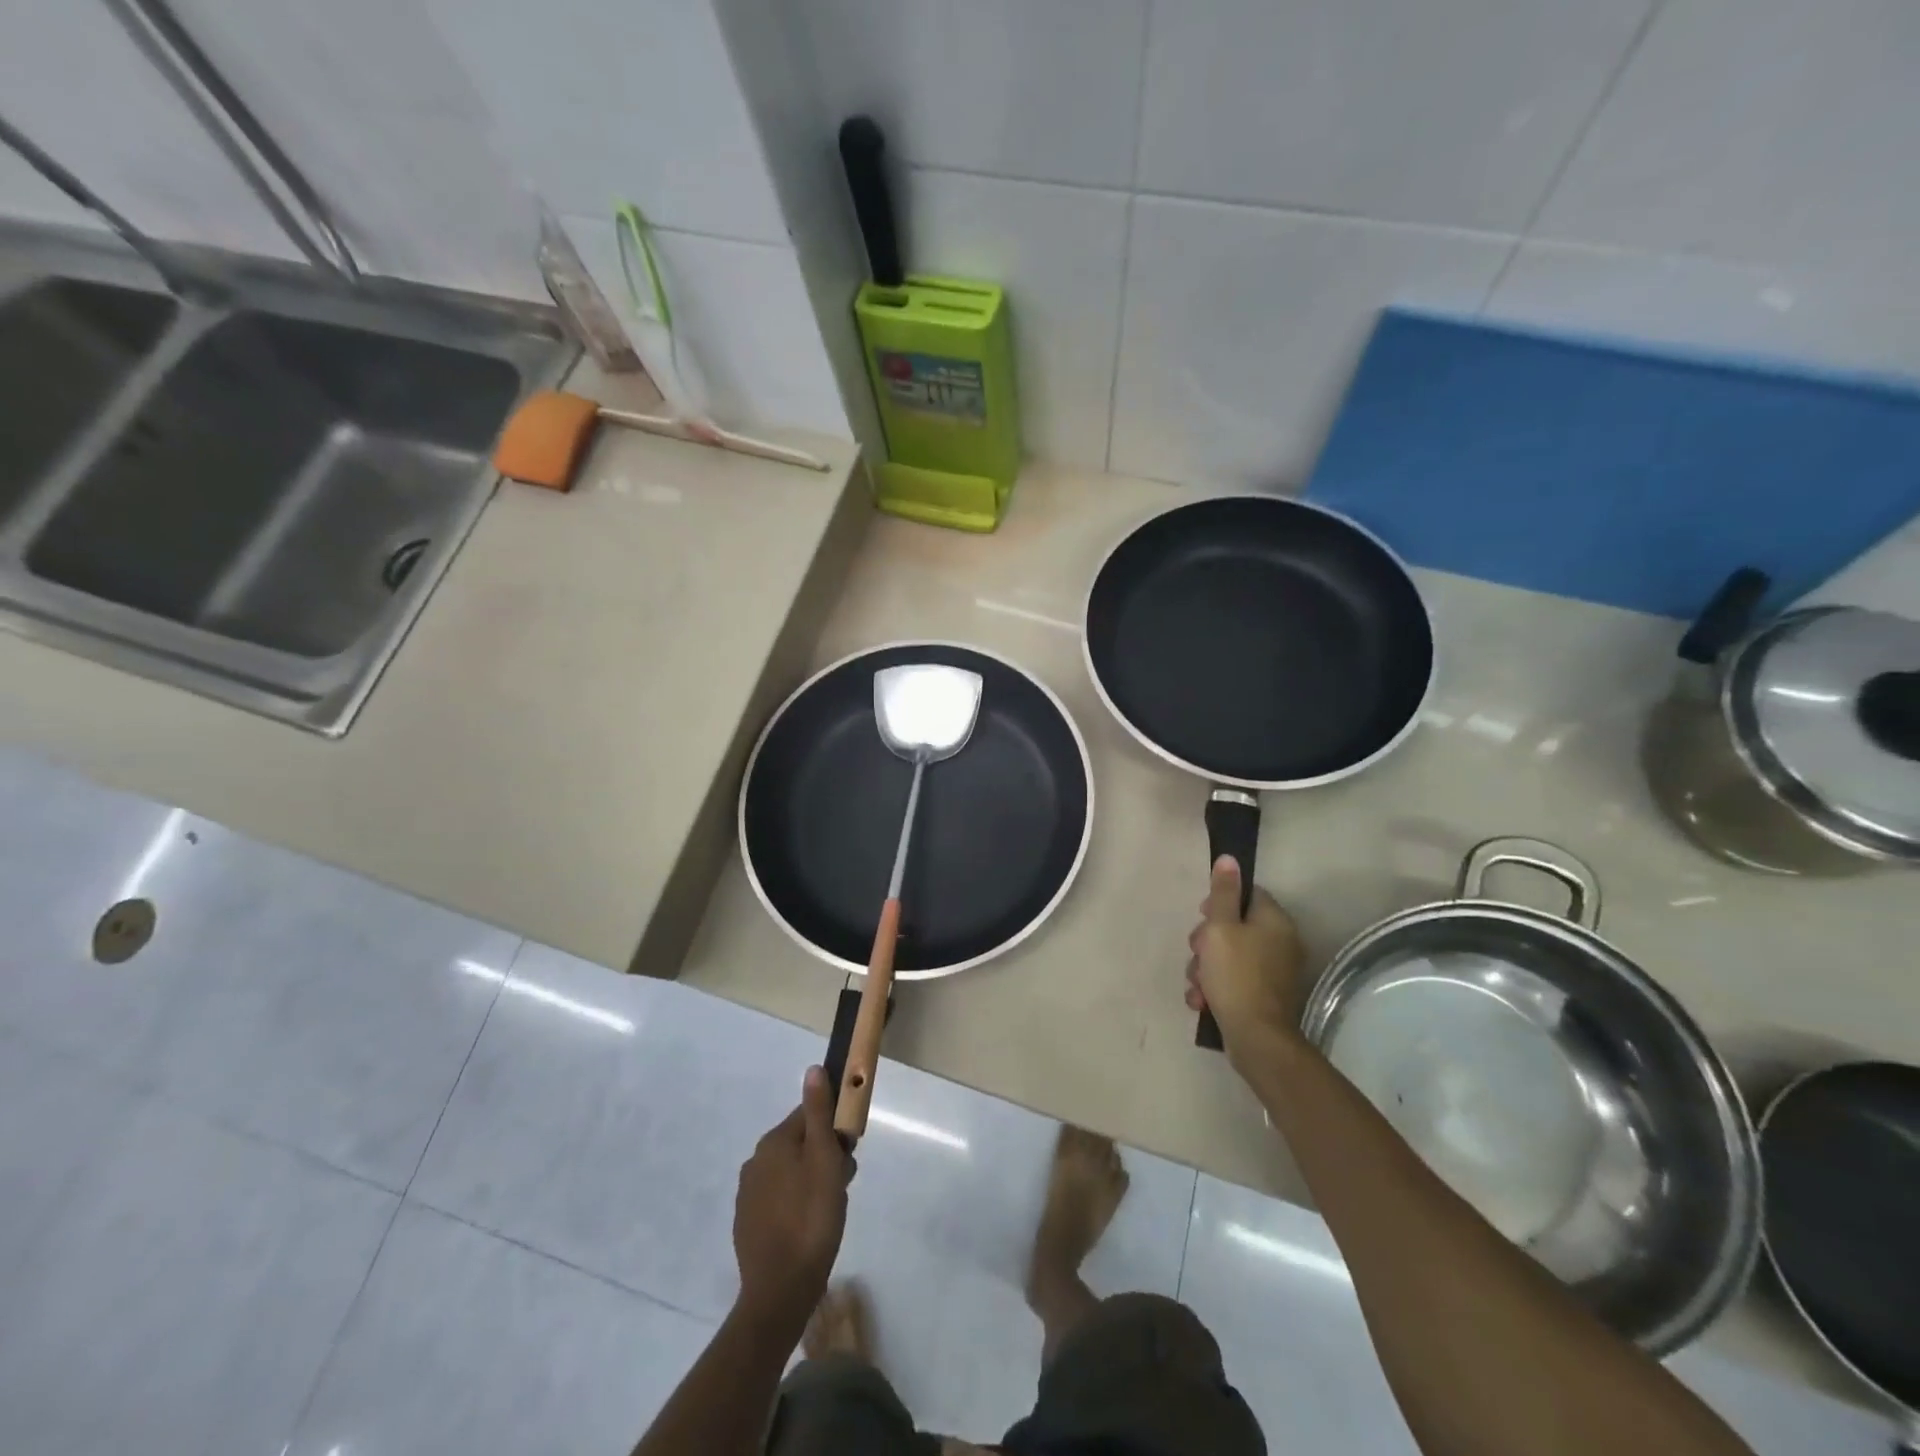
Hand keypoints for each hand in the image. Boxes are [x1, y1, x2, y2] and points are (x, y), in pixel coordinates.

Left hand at [732, 1066, 851, 1336]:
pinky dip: (796, 1204)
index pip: (809, 1115)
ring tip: (830, 1209)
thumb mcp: (824, 1159)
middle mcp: (755, 1161)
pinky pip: (780, 1199)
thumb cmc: (811, 1218)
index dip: (834, 1129)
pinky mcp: (748, 1223)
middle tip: (843, 1184)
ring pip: (791, 1172)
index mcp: (773, 1142)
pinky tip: (809, 1226)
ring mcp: (748, 1194)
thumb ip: (819, 1112)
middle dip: (825, 1156)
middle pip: (800, 1143)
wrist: (780, 1291)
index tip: (849, 1151)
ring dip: (812, 1180)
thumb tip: (812, 1069)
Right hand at [1185, 855, 1309, 1062]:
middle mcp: (1281, 942)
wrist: (1256, 1038)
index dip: (1219, 902)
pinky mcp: (1265, 996)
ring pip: (1229, 956)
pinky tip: (1202, 1000)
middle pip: (1234, 926)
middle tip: (1197, 953)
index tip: (1202, 916)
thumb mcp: (1221, 927)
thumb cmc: (1236, 975)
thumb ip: (1223, 893)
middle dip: (1207, 941)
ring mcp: (1275, 972)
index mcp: (1275, 921)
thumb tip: (1229, 858)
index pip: (1248, 894)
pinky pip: (1235, 980)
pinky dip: (1216, 987)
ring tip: (1197, 984)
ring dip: (1206, 968)